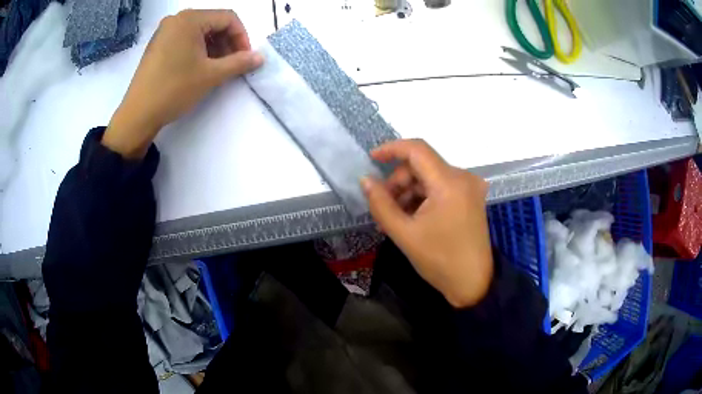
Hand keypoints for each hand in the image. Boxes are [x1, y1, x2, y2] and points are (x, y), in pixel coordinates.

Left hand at [103, 9, 263, 158]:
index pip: (228, 18)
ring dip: (214, 47)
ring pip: (199, 31)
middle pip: (213, 23)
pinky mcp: (158, 44)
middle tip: (232, 64)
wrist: (138, 114)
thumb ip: (239, 63)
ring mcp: (165, 31)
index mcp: (190, 19)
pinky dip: (198, 49)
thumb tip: (260, 57)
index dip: (241, 37)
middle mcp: (177, 19)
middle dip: (227, 42)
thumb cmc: (174, 89)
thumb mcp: (211, 75)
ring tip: (217, 68)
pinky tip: (199, 67)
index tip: (245, 58)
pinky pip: (185, 39)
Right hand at [361, 140, 493, 307]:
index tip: (372, 159)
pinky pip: (440, 187)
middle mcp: (462, 177)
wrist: (473, 283)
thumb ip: (381, 204)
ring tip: (396, 219)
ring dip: (409, 192)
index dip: (391, 149)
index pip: (417, 149)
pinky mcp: (470, 197)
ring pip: (430, 177)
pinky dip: (423, 197)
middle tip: (384, 207)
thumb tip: (365, 180)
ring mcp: (469, 187)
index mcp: (449, 183)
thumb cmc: (439, 260)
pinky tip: (413, 218)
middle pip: (422, 165)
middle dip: (399, 182)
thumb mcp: (404, 234)